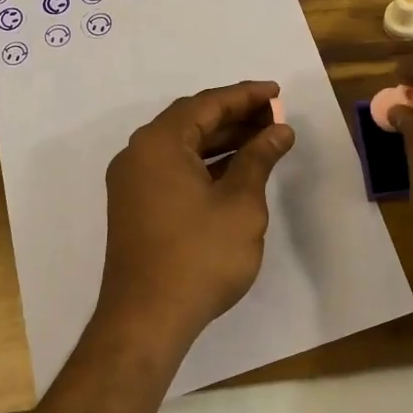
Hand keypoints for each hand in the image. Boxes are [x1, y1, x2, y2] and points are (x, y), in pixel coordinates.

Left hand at [96, 80, 295, 354]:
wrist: (146, 320)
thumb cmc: (199, 256)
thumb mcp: (240, 203)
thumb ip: (259, 159)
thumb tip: (279, 130)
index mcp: (158, 143)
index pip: (207, 104)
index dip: (246, 96)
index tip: (277, 92)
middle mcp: (138, 154)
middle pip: (192, 121)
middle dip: (235, 116)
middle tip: (275, 117)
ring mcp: (133, 182)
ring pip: (183, 146)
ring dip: (222, 140)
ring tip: (263, 139)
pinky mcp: (136, 206)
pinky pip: (174, 168)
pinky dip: (205, 164)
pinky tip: (236, 170)